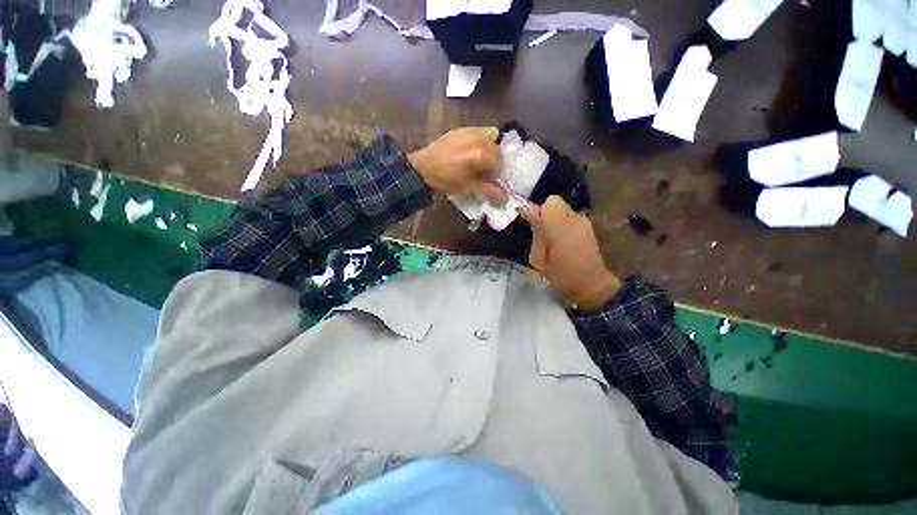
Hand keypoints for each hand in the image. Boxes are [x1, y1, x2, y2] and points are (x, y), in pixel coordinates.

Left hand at [408, 127, 507, 204]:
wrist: (422, 169)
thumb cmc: (446, 180)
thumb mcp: (469, 187)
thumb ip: (489, 191)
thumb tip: (505, 200)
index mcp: (482, 154)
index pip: (500, 163)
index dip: (497, 174)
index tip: (490, 180)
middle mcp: (479, 138)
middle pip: (496, 150)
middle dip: (494, 161)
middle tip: (484, 172)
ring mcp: (469, 131)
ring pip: (489, 139)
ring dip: (488, 150)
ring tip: (477, 161)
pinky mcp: (460, 129)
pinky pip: (478, 132)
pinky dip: (479, 141)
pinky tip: (470, 151)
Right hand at [520, 196, 621, 309]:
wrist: (597, 288)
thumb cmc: (563, 278)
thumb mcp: (539, 261)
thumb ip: (537, 234)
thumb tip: (530, 212)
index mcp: (561, 227)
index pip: (549, 203)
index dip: (539, 212)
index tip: (533, 224)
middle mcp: (577, 219)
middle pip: (557, 204)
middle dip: (547, 217)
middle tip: (545, 237)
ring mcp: (588, 223)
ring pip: (566, 212)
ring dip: (558, 223)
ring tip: (557, 244)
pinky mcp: (594, 228)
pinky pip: (574, 220)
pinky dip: (567, 228)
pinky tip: (569, 245)